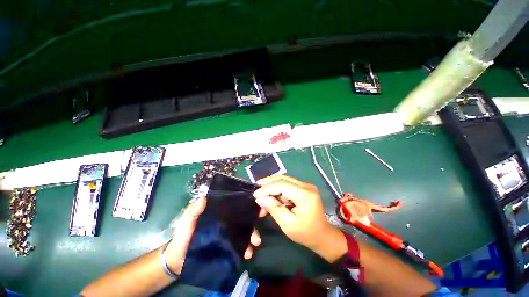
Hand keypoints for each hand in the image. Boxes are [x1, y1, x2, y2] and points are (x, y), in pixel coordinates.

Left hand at [165, 196, 263, 274]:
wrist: (179, 260)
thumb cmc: (183, 236)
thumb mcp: (187, 221)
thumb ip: (192, 211)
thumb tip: (204, 198)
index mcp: (219, 213)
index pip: (234, 206)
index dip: (246, 203)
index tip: (256, 203)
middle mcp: (227, 222)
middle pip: (243, 218)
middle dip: (254, 220)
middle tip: (261, 219)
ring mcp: (228, 235)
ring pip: (244, 232)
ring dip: (252, 236)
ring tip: (255, 243)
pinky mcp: (228, 248)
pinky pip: (240, 246)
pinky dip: (246, 249)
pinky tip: (248, 253)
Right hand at [253, 175, 346, 262]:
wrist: (322, 235)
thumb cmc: (305, 233)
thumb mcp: (287, 224)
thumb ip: (273, 208)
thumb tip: (260, 198)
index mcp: (305, 194)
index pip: (282, 185)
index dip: (267, 188)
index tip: (255, 194)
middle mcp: (306, 186)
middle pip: (283, 178)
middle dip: (268, 183)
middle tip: (256, 188)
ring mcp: (305, 186)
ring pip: (284, 181)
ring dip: (272, 187)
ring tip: (262, 195)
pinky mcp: (303, 189)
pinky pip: (287, 186)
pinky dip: (278, 191)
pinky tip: (271, 197)